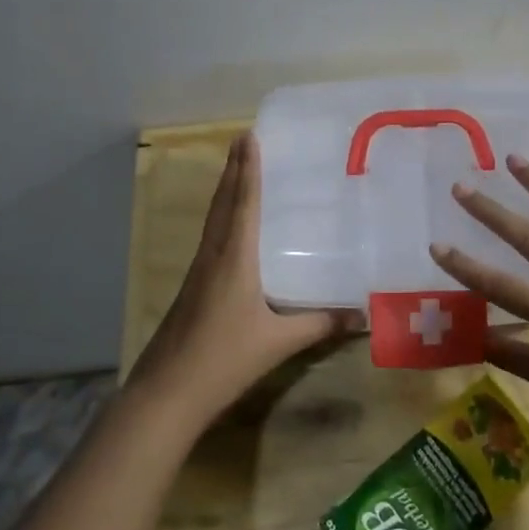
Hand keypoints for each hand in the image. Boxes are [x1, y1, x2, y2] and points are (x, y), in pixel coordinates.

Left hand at [128, 133, 357, 430]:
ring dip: (225, 190)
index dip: (248, 168)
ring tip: (237, 169)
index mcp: (233, 259)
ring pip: (213, 219)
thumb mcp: (278, 343)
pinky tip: (230, 227)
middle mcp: (213, 255)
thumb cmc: (224, 360)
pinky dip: (222, 217)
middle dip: (234, 169)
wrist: (166, 393)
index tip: (249, 136)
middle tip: (243, 139)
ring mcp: (198, 272)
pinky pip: (210, 238)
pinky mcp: (192, 288)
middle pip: (223, 202)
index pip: (243, 203)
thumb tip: (362, 315)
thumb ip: (319, 325)